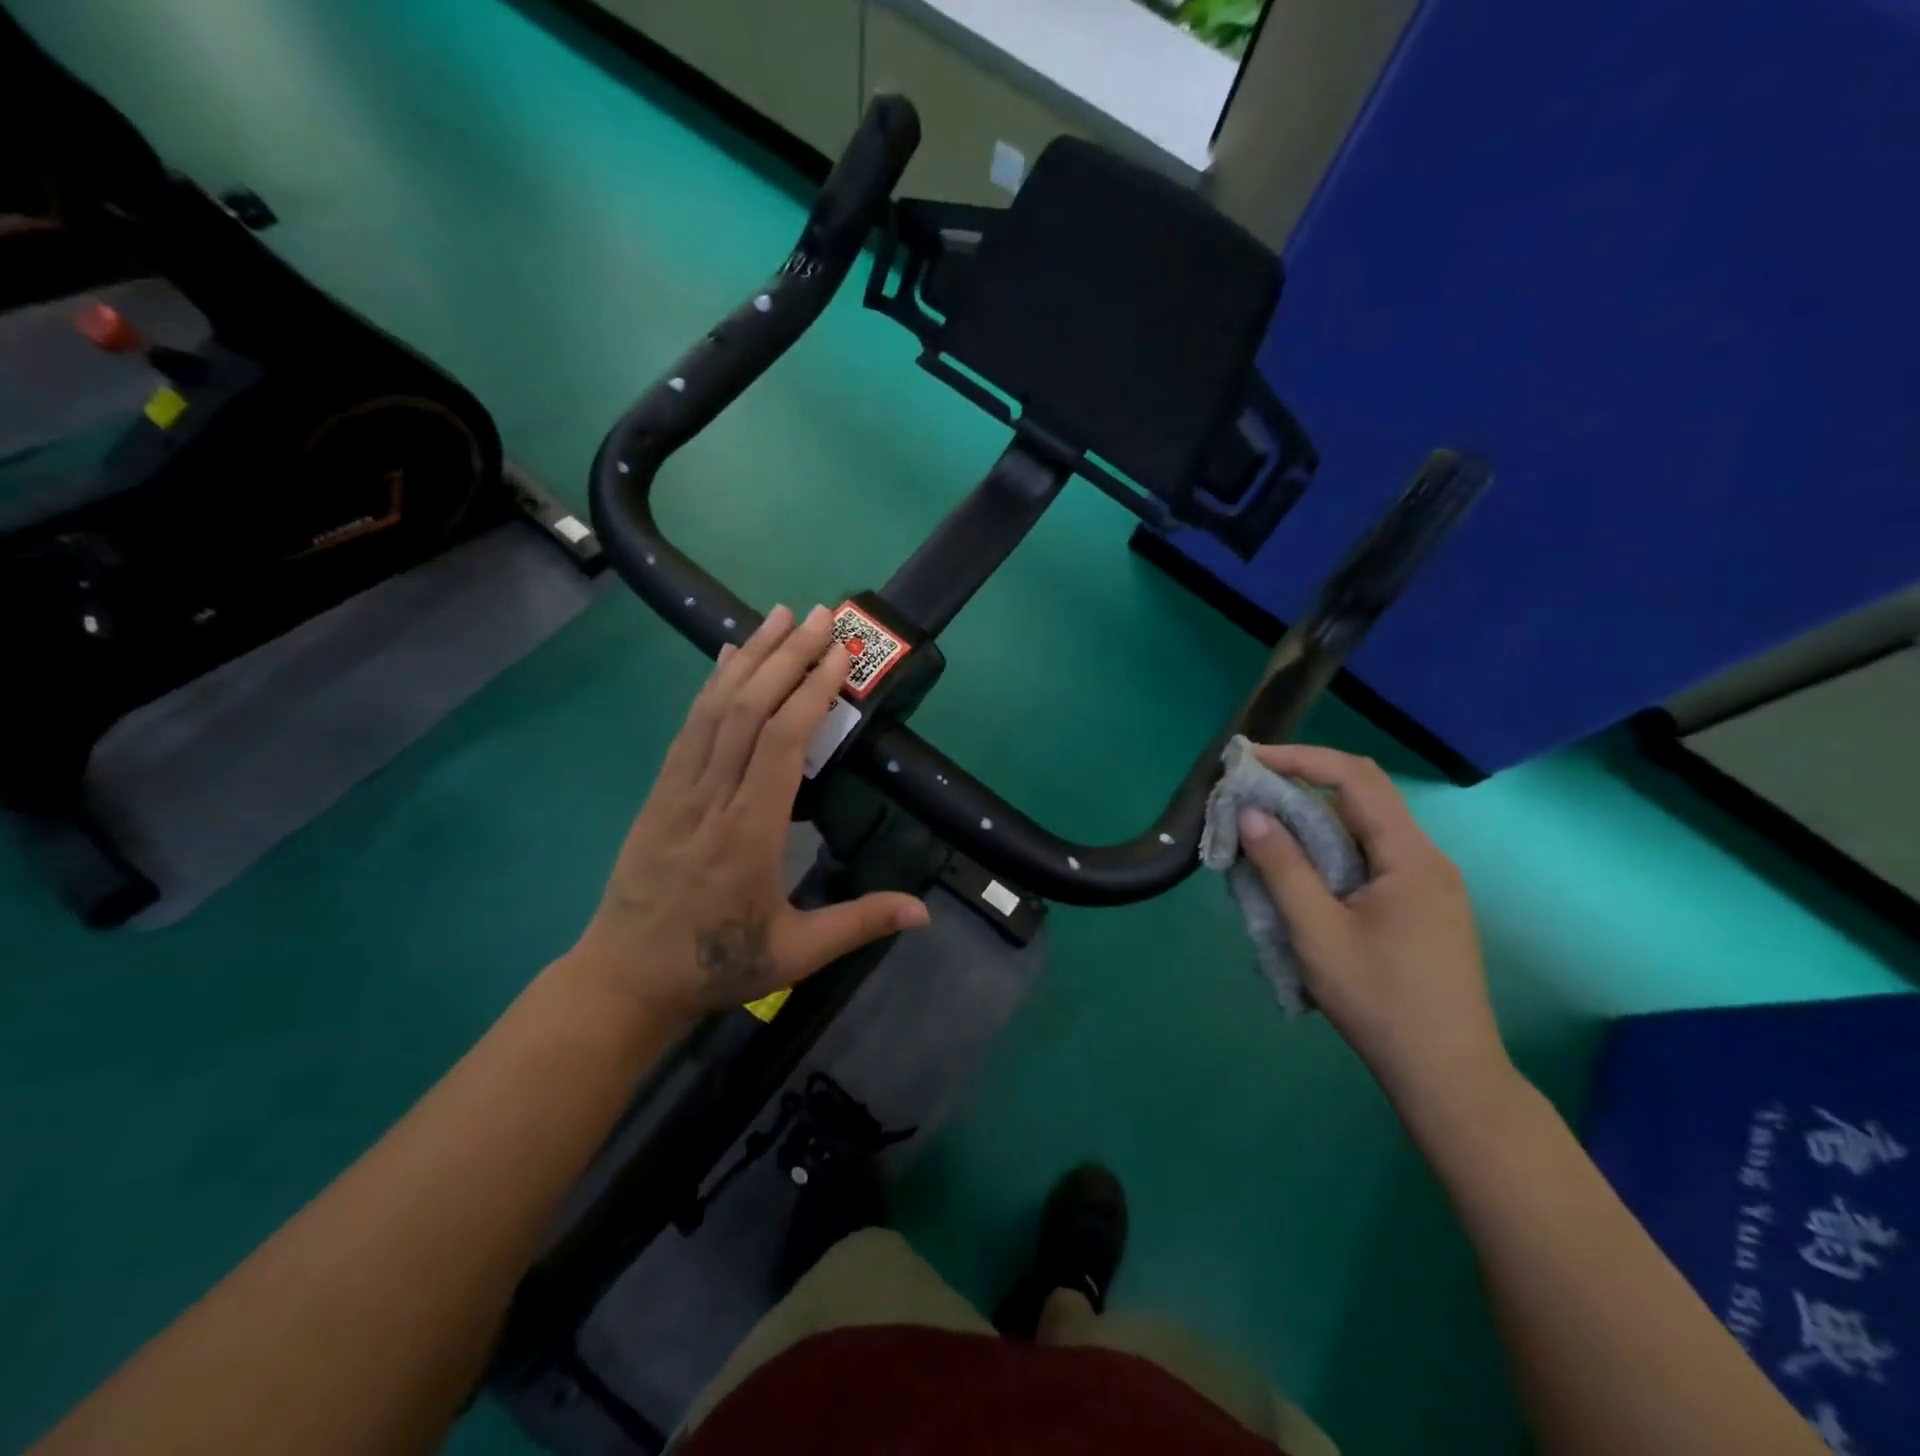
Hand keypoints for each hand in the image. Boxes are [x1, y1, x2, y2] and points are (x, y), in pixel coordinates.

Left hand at [572, 604, 929, 1019]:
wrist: (624, 978)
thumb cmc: (716, 964)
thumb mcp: (796, 953)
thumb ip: (860, 923)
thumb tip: (925, 913)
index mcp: (750, 834)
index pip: (782, 744)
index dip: (812, 691)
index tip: (839, 654)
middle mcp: (712, 798)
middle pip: (749, 710)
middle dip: (788, 656)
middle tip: (822, 614)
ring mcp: (679, 790)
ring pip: (715, 708)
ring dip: (750, 656)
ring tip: (781, 615)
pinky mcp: (660, 790)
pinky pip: (689, 725)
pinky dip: (712, 684)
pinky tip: (729, 656)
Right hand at [1234, 745, 1512, 1111]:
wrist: (1447, 1075)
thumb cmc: (1380, 1002)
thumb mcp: (1317, 933)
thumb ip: (1283, 868)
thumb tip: (1251, 813)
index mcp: (1410, 857)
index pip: (1356, 779)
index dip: (1302, 759)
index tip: (1251, 761)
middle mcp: (1426, 859)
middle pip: (1362, 798)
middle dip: (1302, 785)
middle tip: (1248, 792)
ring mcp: (1427, 885)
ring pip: (1363, 830)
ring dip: (1312, 821)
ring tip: (1262, 831)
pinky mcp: (1419, 907)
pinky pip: (1368, 859)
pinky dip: (1327, 850)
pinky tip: (1297, 874)